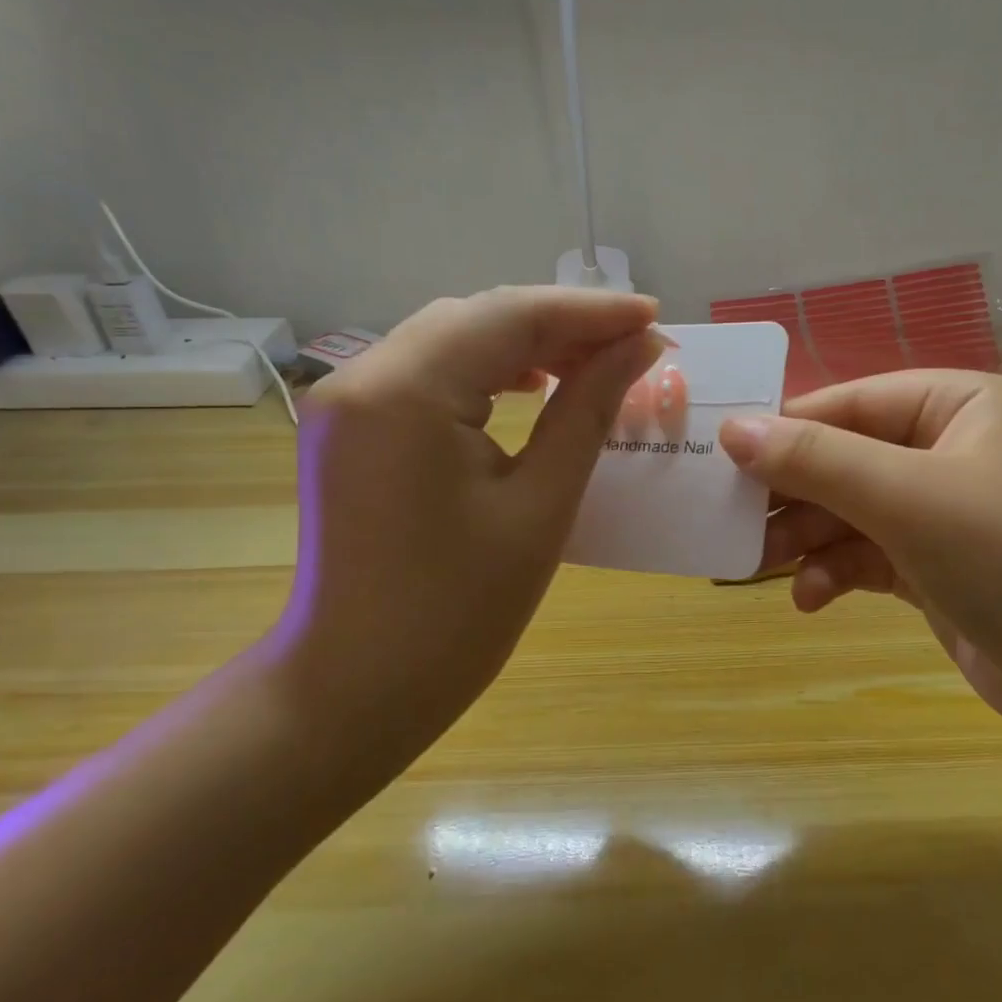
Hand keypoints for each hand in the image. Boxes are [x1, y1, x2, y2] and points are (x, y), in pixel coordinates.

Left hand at [271, 287, 660, 766]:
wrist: (355, 689)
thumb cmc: (457, 614)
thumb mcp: (541, 506)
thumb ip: (589, 411)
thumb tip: (640, 348)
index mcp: (405, 392)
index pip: (509, 316)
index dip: (589, 312)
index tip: (655, 317)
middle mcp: (362, 376)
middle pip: (476, 318)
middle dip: (559, 325)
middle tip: (632, 346)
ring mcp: (345, 400)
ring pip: (450, 338)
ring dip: (522, 344)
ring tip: (591, 364)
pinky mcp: (348, 426)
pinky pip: (426, 373)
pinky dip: (483, 370)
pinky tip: (528, 387)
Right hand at [719, 371, 1001, 733]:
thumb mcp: (909, 500)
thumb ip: (818, 460)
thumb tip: (733, 429)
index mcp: (964, 406)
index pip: (855, 401)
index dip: (787, 426)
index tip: (721, 453)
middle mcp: (955, 449)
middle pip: (848, 458)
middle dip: (793, 494)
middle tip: (732, 519)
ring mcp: (947, 511)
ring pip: (852, 510)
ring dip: (808, 538)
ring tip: (758, 565)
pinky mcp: (938, 566)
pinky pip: (869, 554)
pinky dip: (837, 572)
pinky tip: (812, 600)